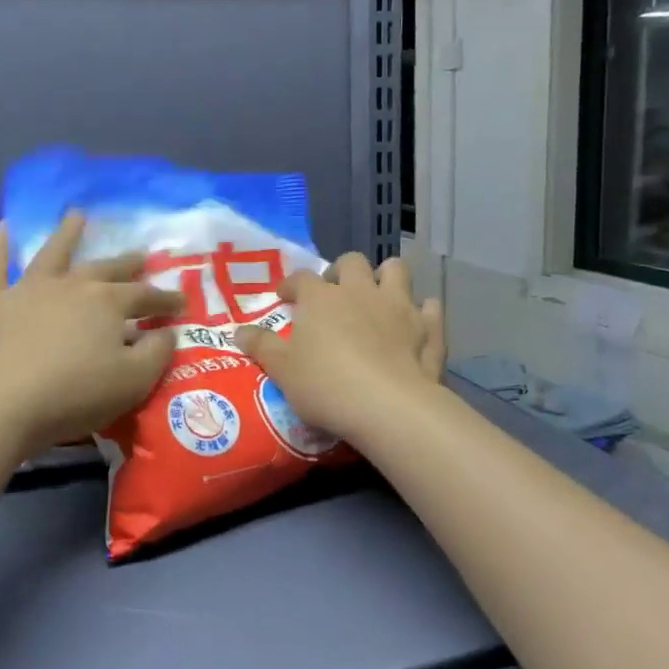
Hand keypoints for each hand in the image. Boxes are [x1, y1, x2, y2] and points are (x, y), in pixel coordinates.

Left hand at [0, 213, 181, 454]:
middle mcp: (71, 286)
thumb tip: (168, 332)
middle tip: (142, 256)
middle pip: (106, 270)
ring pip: (53, 254)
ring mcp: (27, 289)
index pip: (146, 297)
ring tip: (77, 216)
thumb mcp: (133, 382)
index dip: (166, 300)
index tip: (181, 304)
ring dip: (67, 235)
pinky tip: (4, 227)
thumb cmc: (73, 395)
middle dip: (127, 264)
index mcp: (108, 303)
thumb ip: (157, 353)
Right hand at [234, 253, 444, 446]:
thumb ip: (262, 347)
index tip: (286, 296)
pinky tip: (417, 323)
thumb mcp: (283, 370)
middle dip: (342, 271)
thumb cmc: (326, 386)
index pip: (302, 278)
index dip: (292, 284)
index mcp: (322, 298)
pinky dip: (423, 312)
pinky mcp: (428, 328)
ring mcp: (399, 306)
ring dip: (386, 277)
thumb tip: (239, 330)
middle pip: (352, 262)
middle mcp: (361, 291)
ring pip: (396, 270)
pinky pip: (430, 308)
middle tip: (335, 292)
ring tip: (378, 296)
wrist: (388, 406)